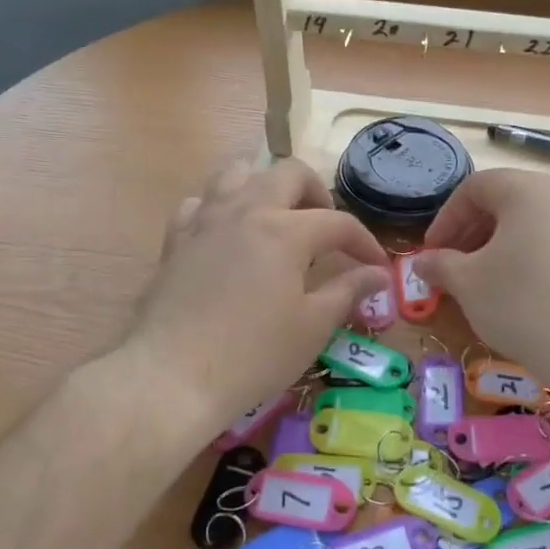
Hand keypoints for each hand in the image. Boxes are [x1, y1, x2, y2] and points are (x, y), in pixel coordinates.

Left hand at [128, 158, 389, 429]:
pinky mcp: (176, 239)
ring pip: (239, 173)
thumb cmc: (253, 354)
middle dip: (318, 194)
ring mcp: (206, 220)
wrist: (171, 376)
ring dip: (266, 186)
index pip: (338, 223)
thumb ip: (348, 291)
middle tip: (327, 228)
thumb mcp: (312, 326)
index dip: (365, 243)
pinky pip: (201, 202)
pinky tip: (229, 236)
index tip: (377, 267)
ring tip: (278, 218)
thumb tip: (377, 274)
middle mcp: (246, 209)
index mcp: (286, 230)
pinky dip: (222, 208)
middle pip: (289, 173)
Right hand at [414, 169, 549, 386]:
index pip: (474, 187)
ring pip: (531, 222)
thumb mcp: (469, 284)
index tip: (430, 253)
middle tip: (451, 267)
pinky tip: (517, 292)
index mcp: (528, 188)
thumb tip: (421, 262)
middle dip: (471, 232)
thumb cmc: (524, 305)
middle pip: (505, 200)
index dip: (445, 219)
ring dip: (498, 246)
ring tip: (480, 282)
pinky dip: (528, 257)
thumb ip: (440, 265)